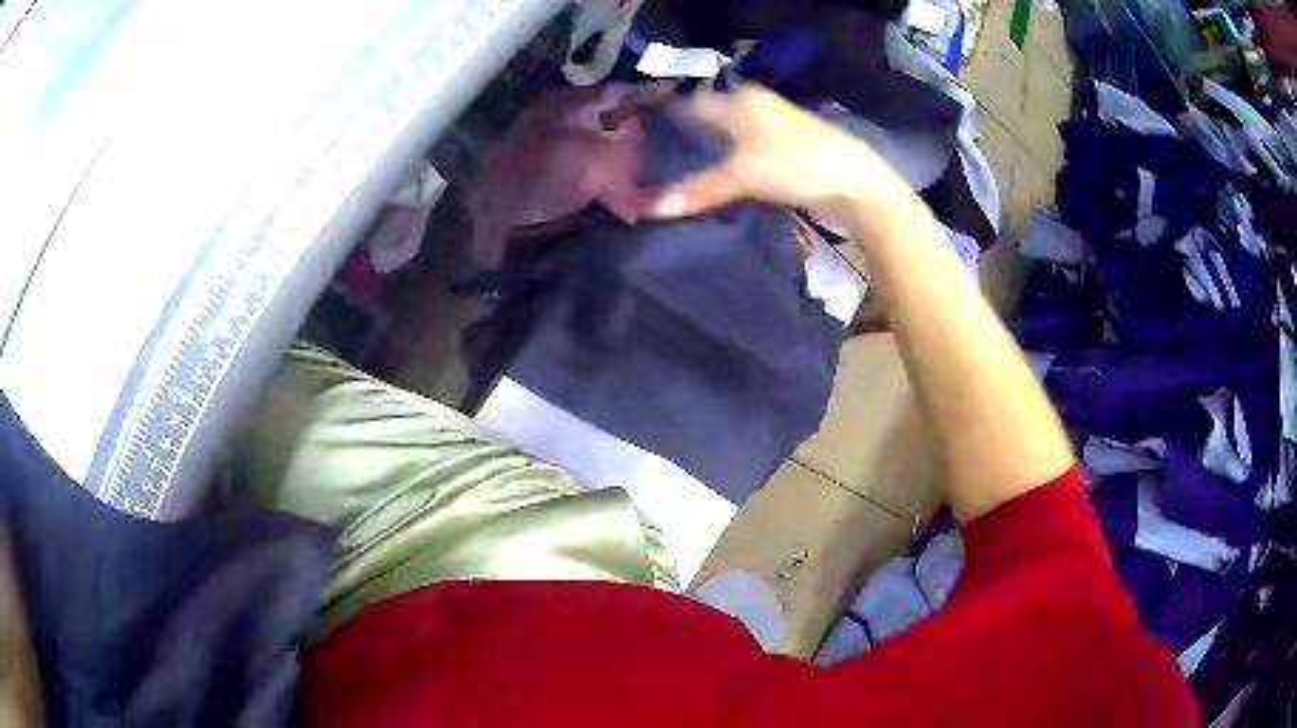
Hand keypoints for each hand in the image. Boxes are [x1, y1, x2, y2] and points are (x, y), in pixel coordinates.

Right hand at [643, 85, 914, 222]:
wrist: (855, 184)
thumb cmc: (797, 165)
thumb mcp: (743, 175)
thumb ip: (697, 189)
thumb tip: (649, 209)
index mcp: (739, 99)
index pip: (688, 103)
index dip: (662, 120)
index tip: (635, 141)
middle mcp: (752, 106)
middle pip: (705, 120)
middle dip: (681, 140)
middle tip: (648, 165)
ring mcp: (769, 128)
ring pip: (724, 138)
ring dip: (703, 156)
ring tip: (671, 178)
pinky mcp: (782, 150)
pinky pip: (741, 154)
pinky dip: (724, 166)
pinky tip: (710, 184)